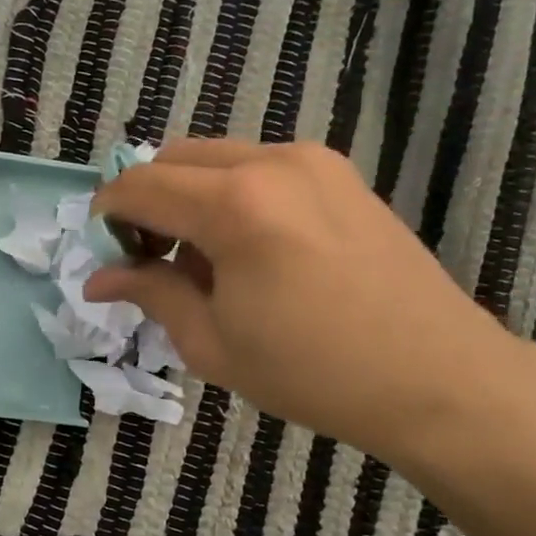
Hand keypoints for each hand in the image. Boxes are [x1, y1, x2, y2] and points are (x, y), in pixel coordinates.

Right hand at [85, 140, 516, 461]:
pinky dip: (232, 197)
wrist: (436, 377)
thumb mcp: (213, 342)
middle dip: (147, 202)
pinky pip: (261, 169)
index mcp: (235, 205)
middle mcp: (273, 161)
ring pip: (220, 159)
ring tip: (201, 265)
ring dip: (189, 199)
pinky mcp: (341, 175)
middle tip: (147, 261)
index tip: (101, 253)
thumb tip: (99, 277)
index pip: (141, 186)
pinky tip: (248, 253)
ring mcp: (314, 162)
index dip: (107, 214)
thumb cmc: (314, 372)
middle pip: (177, 158)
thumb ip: (151, 293)